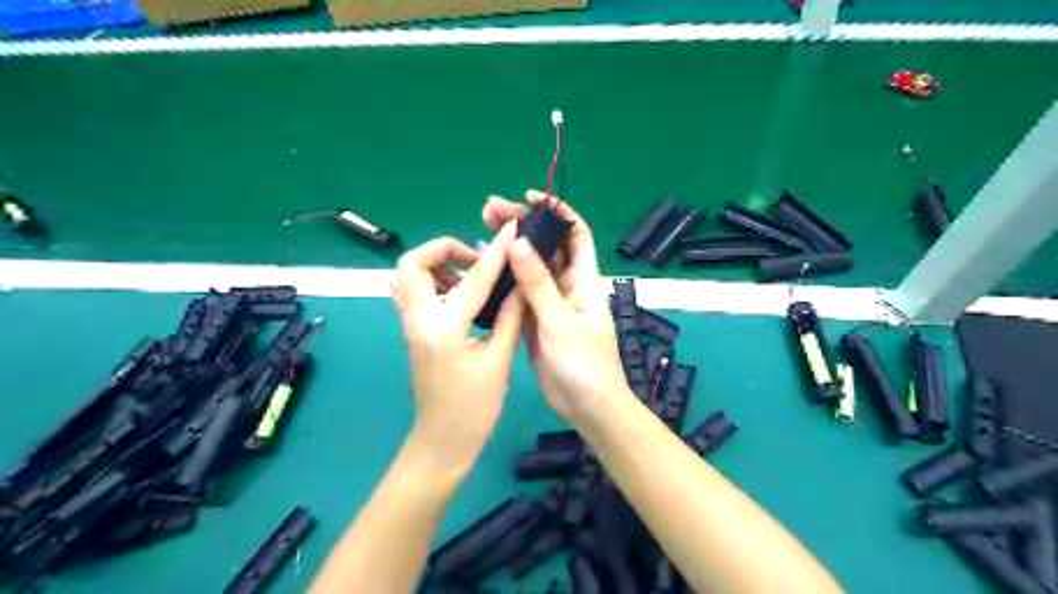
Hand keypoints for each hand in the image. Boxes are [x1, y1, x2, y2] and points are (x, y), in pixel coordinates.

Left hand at [391, 225, 523, 475]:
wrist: (441, 443)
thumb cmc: (473, 410)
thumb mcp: (499, 361)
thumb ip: (509, 316)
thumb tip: (521, 284)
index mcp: (444, 327)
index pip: (473, 277)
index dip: (496, 251)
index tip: (512, 230)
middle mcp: (418, 319)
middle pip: (412, 263)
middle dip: (443, 249)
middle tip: (475, 258)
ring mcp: (410, 326)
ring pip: (408, 276)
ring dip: (437, 265)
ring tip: (471, 274)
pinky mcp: (413, 333)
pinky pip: (415, 293)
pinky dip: (435, 282)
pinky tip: (463, 295)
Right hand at [482, 191, 630, 422]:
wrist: (587, 406)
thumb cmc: (583, 362)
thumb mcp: (559, 320)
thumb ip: (538, 283)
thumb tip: (517, 242)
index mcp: (583, 280)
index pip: (575, 234)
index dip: (557, 211)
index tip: (529, 197)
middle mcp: (567, 286)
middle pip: (546, 246)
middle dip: (523, 224)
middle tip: (489, 209)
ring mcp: (550, 303)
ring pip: (530, 267)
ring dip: (510, 248)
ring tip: (481, 228)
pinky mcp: (535, 320)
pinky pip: (520, 292)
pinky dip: (504, 277)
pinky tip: (484, 268)